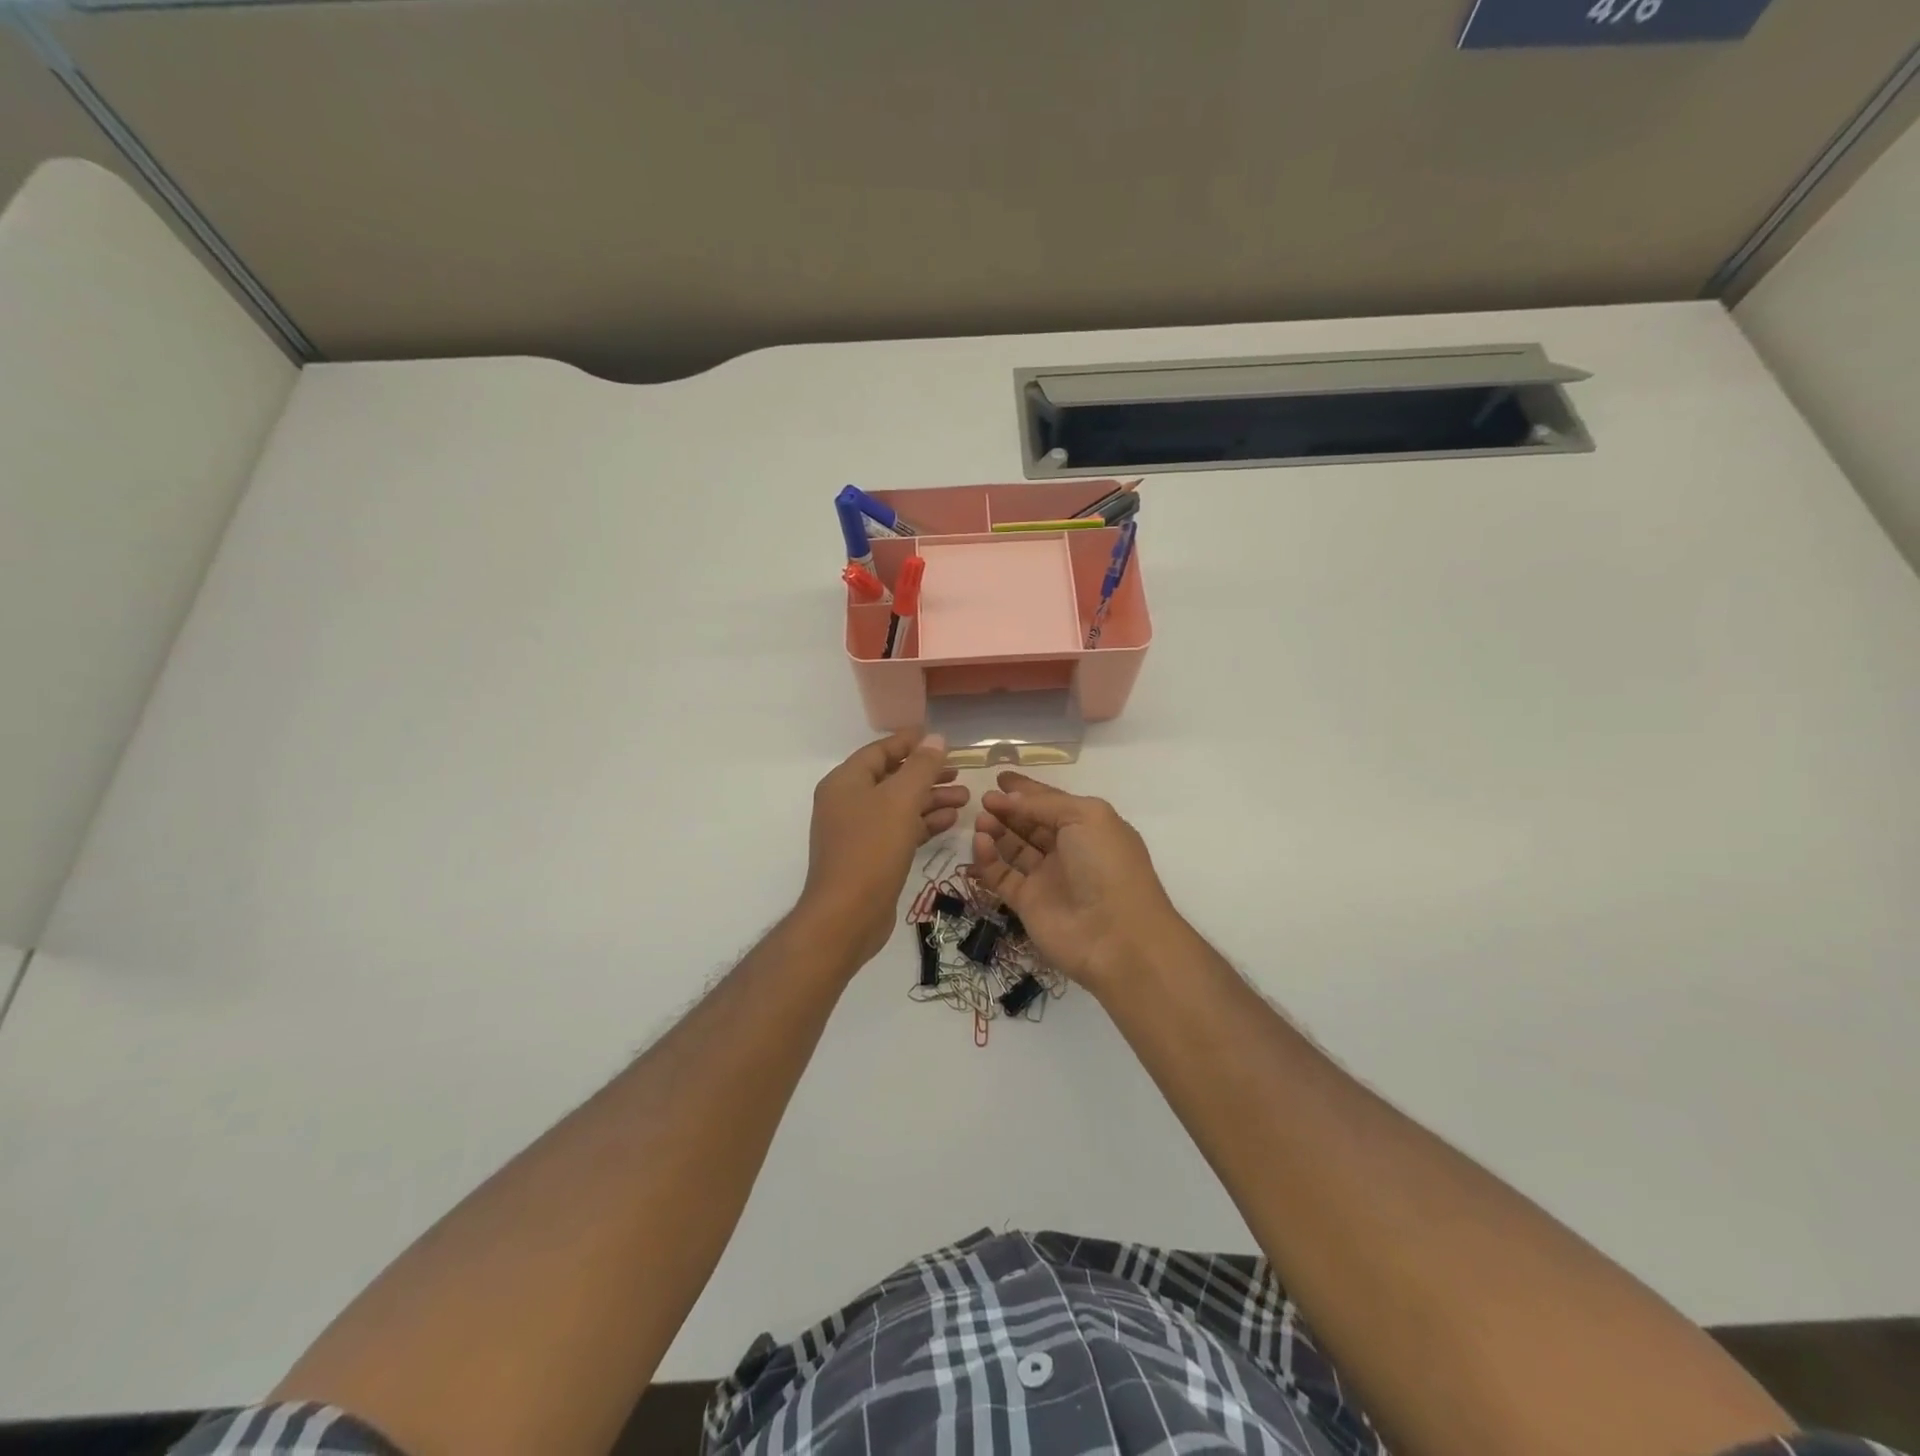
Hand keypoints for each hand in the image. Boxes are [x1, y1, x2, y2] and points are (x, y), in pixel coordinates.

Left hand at [802, 731, 967, 964]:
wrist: (846, 915)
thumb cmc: (872, 848)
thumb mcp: (901, 800)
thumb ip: (921, 767)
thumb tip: (936, 739)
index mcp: (846, 782)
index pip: (880, 751)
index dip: (910, 743)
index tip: (940, 739)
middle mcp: (848, 802)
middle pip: (892, 778)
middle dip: (927, 774)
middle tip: (959, 772)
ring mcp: (857, 832)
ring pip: (899, 806)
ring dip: (931, 799)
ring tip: (966, 798)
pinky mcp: (870, 857)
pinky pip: (899, 830)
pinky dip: (923, 823)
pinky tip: (951, 821)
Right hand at [969, 772, 1185, 990]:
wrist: (1115, 936)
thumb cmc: (1107, 865)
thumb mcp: (1085, 816)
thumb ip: (1045, 803)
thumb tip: (1010, 799)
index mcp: (1088, 827)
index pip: (1052, 802)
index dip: (1027, 790)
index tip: (1000, 778)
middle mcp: (1068, 851)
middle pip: (1031, 824)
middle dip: (1008, 810)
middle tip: (984, 799)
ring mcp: (1047, 878)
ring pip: (1014, 849)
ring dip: (996, 831)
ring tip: (980, 820)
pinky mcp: (1027, 903)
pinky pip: (1002, 875)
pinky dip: (988, 859)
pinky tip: (979, 842)